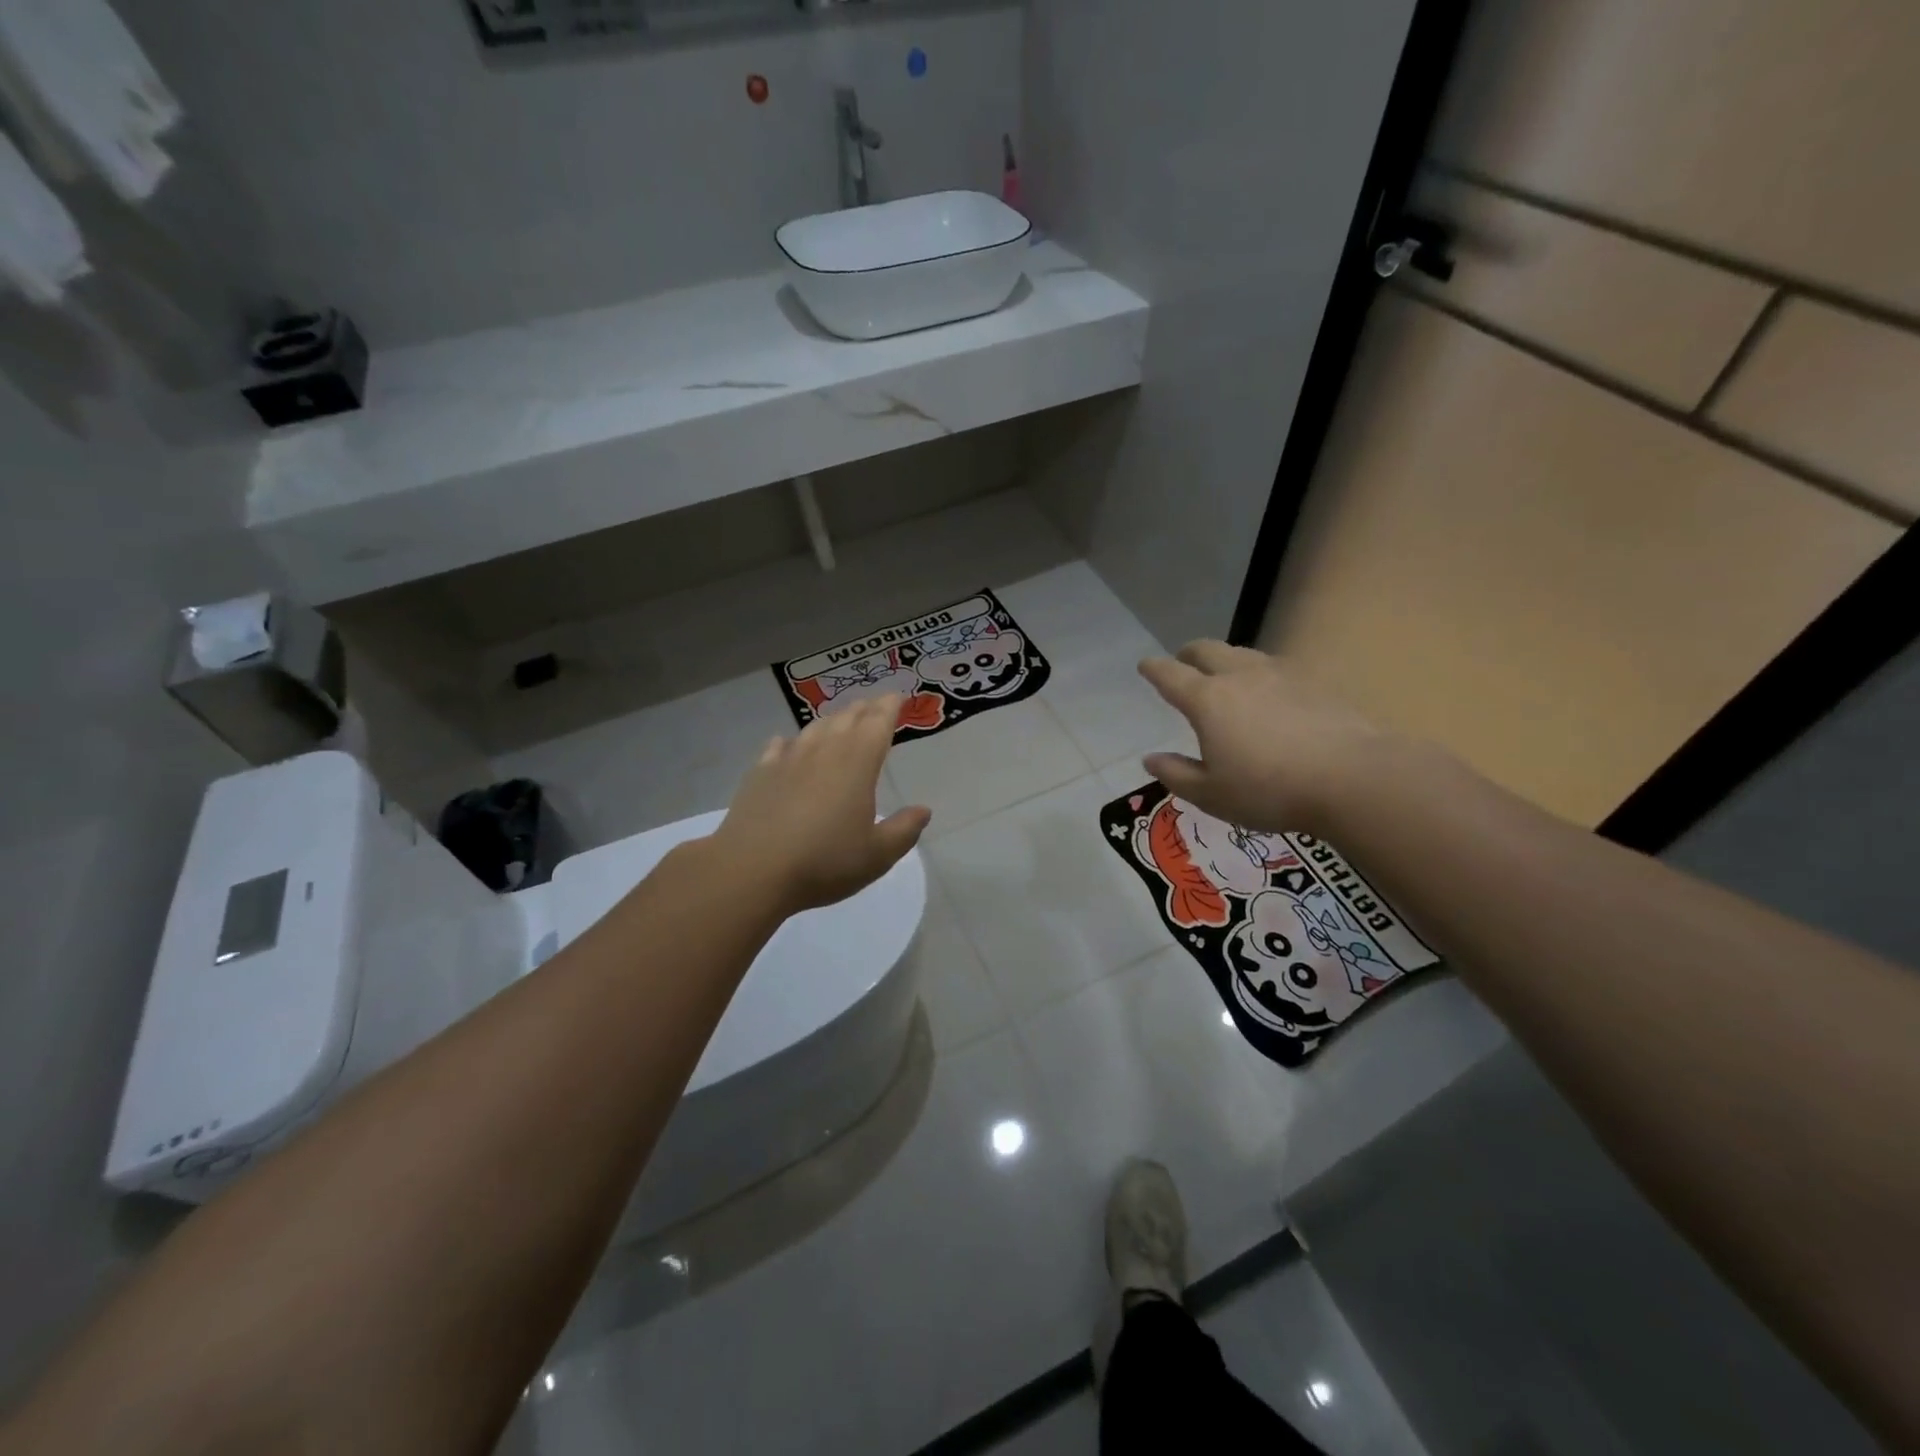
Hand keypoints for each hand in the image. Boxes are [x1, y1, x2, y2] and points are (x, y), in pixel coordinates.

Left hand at [711, 695, 931, 913]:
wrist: (751, 871)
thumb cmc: (824, 863)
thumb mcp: (877, 855)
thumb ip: (903, 830)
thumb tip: (923, 810)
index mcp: (858, 764)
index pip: (878, 723)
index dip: (890, 707)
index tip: (898, 696)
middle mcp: (824, 751)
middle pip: (846, 718)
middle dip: (863, 709)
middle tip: (873, 705)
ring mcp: (787, 760)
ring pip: (814, 728)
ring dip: (831, 721)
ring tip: (839, 721)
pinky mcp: (759, 774)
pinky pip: (779, 747)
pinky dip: (790, 742)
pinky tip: (788, 745)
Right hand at [1137, 642, 1388, 834]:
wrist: (1353, 778)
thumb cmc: (1269, 790)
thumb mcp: (1211, 794)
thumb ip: (1176, 774)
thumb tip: (1151, 759)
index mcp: (1207, 700)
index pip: (1170, 675)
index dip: (1154, 669)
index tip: (1144, 666)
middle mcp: (1240, 676)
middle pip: (1207, 650)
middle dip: (1189, 654)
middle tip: (1183, 663)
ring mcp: (1281, 674)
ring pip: (1244, 654)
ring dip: (1226, 660)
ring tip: (1226, 677)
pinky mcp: (1315, 682)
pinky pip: (1276, 668)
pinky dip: (1261, 674)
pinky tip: (1270, 694)